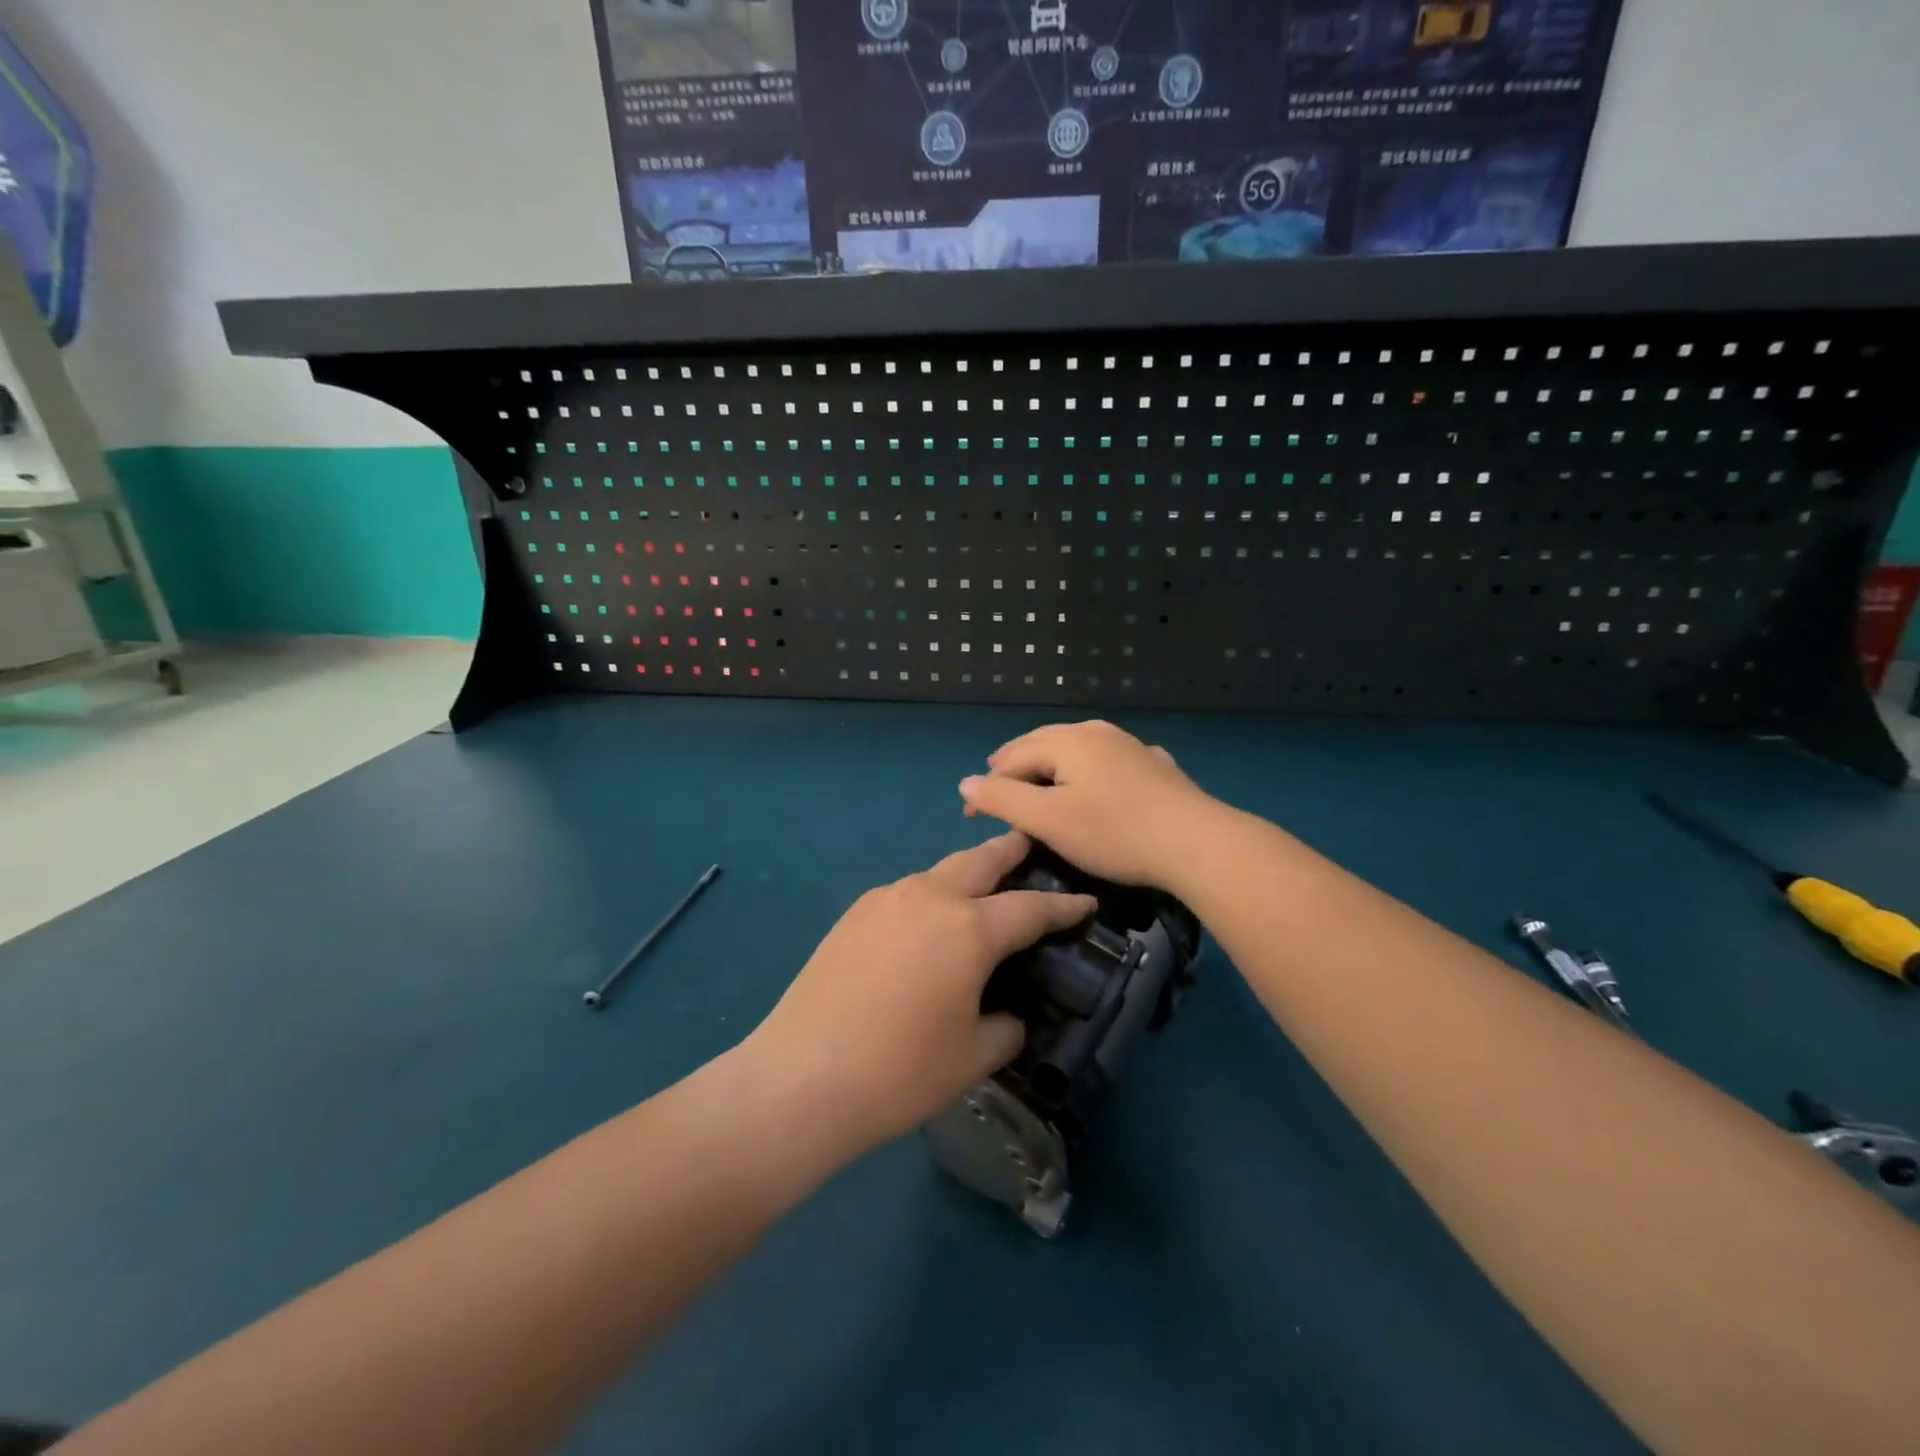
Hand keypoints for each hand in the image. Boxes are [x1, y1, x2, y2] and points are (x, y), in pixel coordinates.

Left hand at [743, 832, 1094, 1154]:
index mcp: (969, 929)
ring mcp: (886, 900)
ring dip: (967, 874)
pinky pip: (907, 892)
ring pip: (939, 872)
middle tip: (1030, 845)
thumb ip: (1005, 1027)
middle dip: (1010, 850)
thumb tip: (1008, 1015)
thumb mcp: (973, 1057)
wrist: (802, 1077)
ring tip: (980, 890)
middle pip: (980, 860)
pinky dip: (930, 896)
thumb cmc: (899, 1072)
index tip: (1086, 900)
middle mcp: (929, 898)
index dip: (1064, 906)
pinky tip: (927, 925)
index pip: (1030, 909)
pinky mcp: (854, 914)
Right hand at [957, 721, 1219, 887]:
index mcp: (1068, 741)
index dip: (987, 786)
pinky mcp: (1155, 766)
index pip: (1012, 757)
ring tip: (1038, 783)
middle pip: (1042, 744)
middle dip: (1015, 767)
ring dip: (1050, 766)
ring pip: (1076, 750)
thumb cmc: (1114, 832)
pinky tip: (1095, 782)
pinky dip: (1087, 772)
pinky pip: (1107, 762)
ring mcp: (1129, 745)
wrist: (1196, 843)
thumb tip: (965, 783)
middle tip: (996, 790)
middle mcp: (1097, 732)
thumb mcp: (1048, 820)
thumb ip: (1003, 799)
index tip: (972, 818)